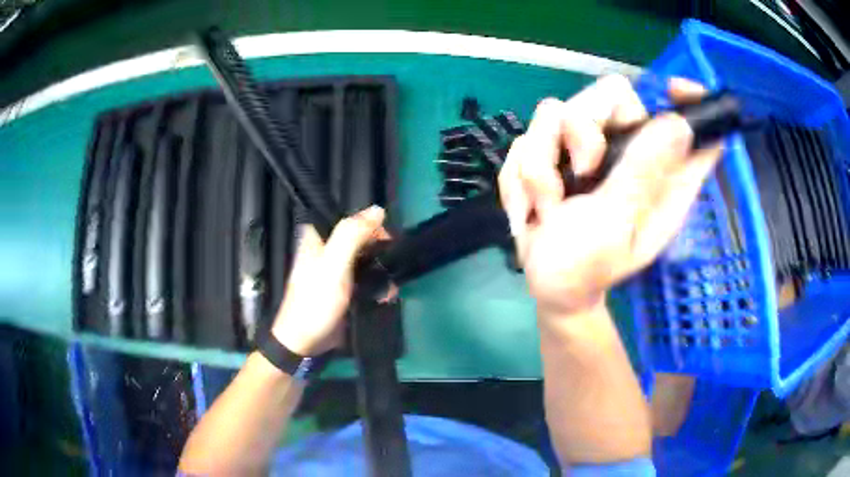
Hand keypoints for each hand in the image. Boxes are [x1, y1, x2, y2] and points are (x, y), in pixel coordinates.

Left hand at [271, 205, 386, 355]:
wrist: (305, 342)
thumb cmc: (315, 302)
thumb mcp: (333, 265)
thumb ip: (351, 235)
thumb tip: (378, 210)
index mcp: (318, 237)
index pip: (348, 218)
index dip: (370, 224)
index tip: (388, 239)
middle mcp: (326, 250)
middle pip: (359, 238)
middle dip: (379, 249)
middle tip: (393, 263)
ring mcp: (335, 270)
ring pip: (365, 258)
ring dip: (381, 269)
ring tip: (392, 285)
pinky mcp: (343, 289)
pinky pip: (365, 278)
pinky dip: (377, 284)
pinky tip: (386, 295)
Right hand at [499, 75, 722, 318]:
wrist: (545, 287)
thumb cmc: (587, 267)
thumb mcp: (618, 224)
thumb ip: (642, 173)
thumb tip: (680, 124)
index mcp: (660, 174)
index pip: (691, 125)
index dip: (691, 100)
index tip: (673, 91)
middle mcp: (629, 151)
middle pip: (610, 94)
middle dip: (582, 131)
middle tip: (581, 173)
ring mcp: (587, 148)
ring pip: (554, 112)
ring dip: (541, 163)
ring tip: (549, 206)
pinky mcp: (552, 153)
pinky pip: (525, 139)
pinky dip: (520, 177)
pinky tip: (531, 208)